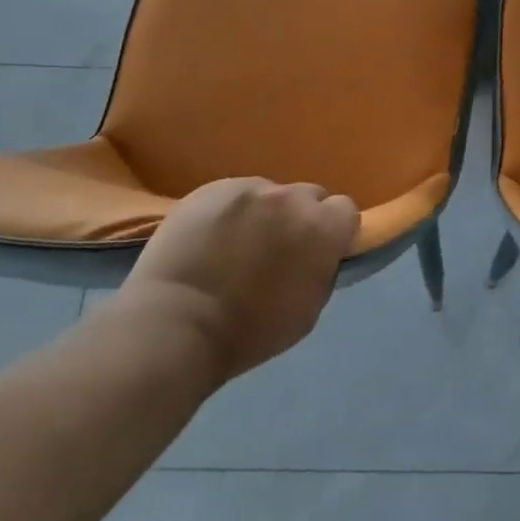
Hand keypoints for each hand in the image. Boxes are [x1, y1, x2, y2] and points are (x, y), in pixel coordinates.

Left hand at [119, 177, 359, 384]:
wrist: (175, 324)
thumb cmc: (248, 332)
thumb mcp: (308, 310)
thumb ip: (322, 269)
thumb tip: (321, 253)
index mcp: (322, 228)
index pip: (345, 209)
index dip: (333, 230)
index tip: (318, 250)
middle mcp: (290, 198)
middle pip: (309, 196)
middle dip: (300, 217)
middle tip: (278, 247)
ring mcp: (249, 188)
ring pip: (269, 194)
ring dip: (264, 213)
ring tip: (237, 244)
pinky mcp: (212, 188)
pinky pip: (233, 194)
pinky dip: (230, 212)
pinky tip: (211, 238)